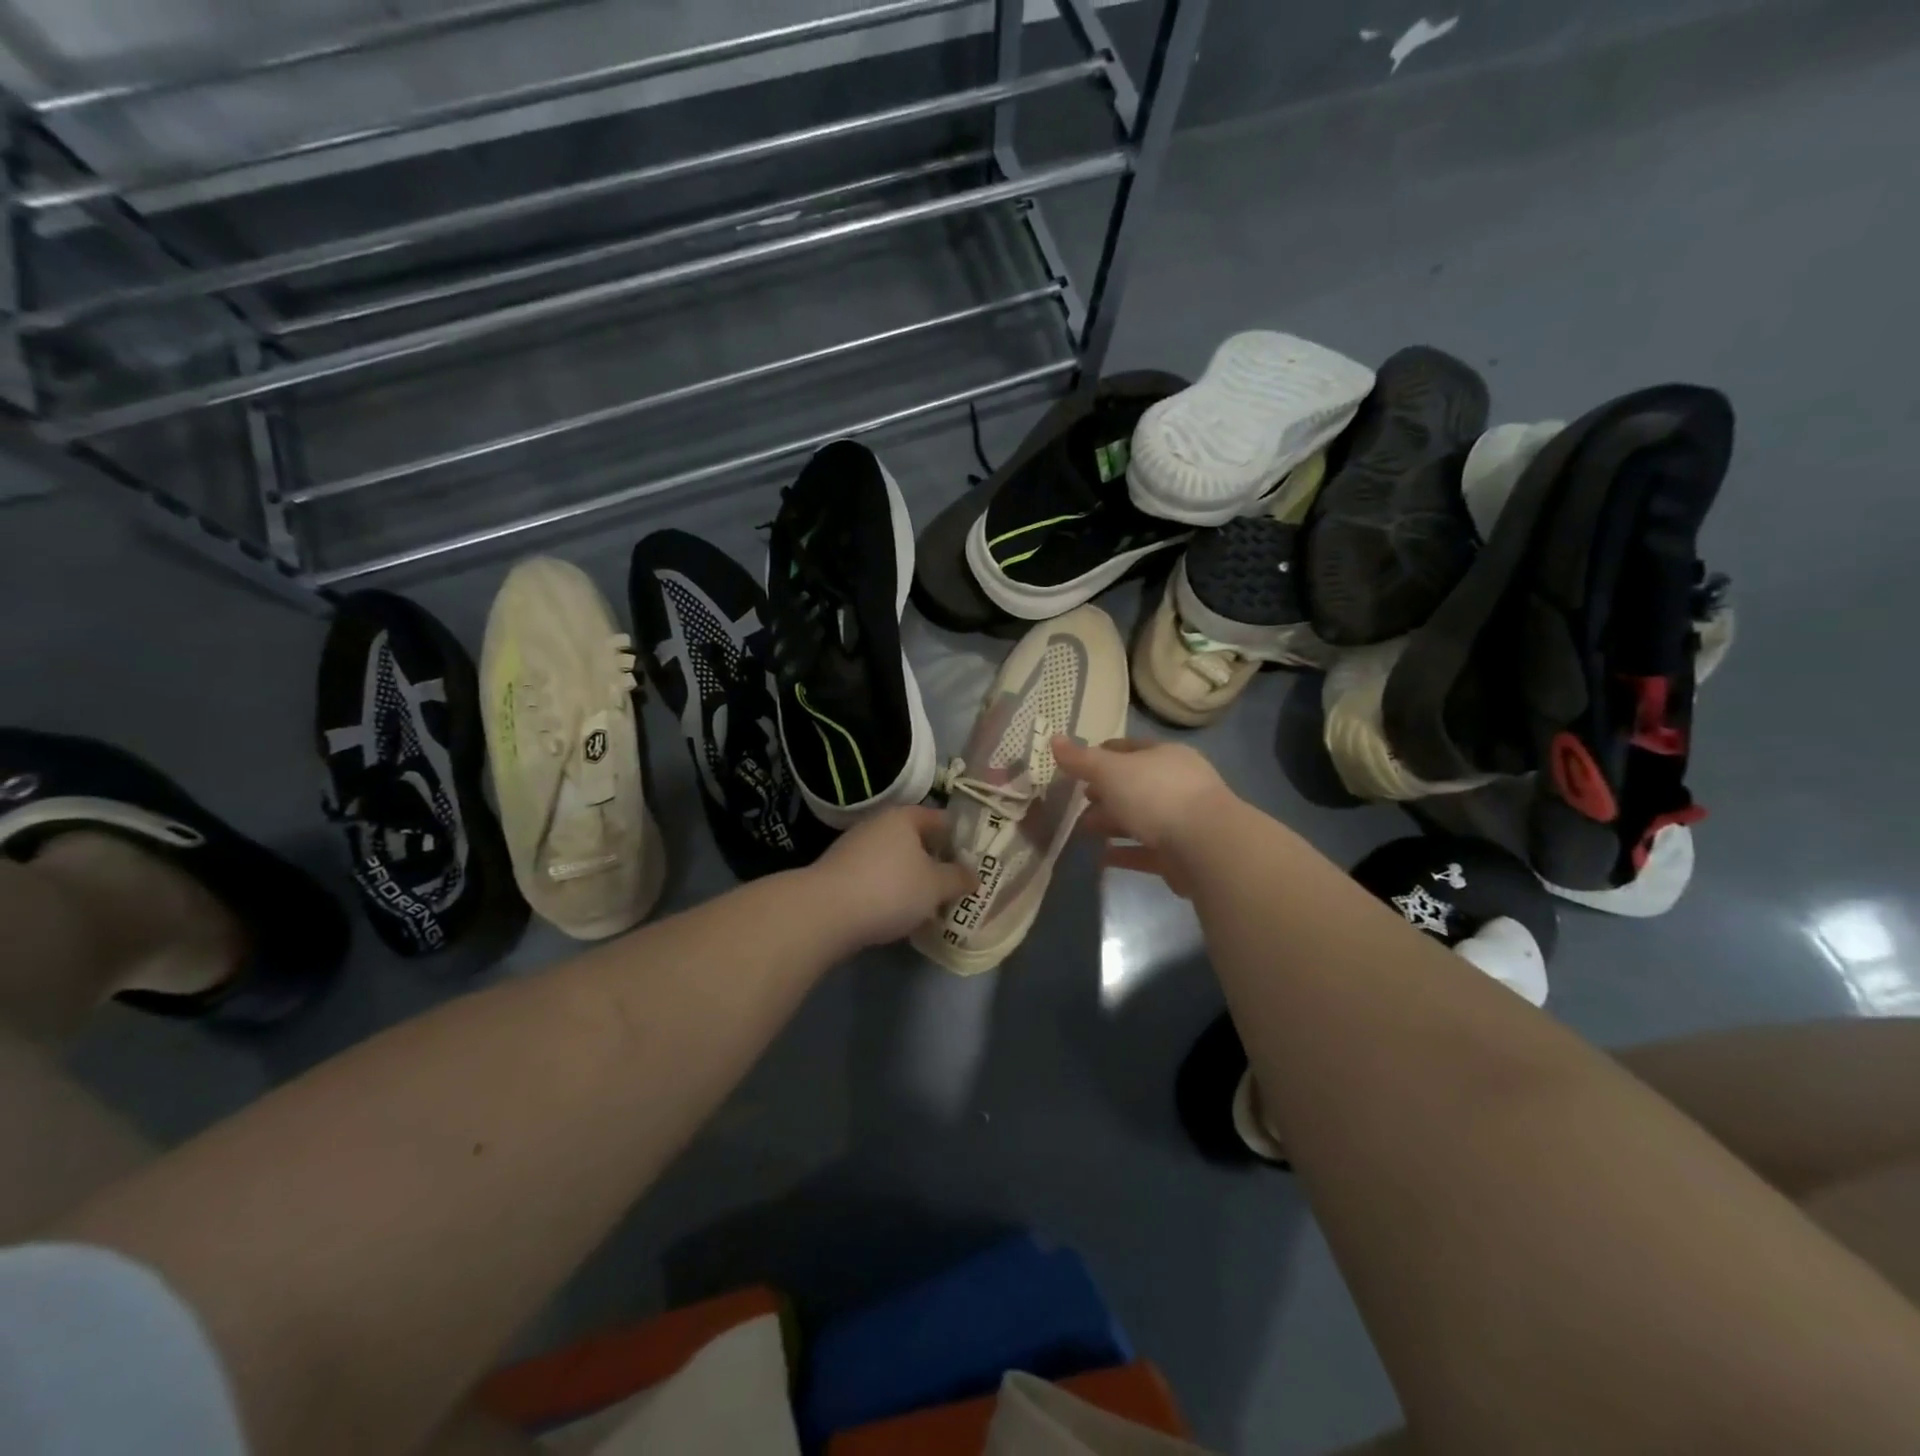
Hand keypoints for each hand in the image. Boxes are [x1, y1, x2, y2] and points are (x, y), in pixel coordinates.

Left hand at [808, 806, 976, 948]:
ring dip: (912, 877)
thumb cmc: (890, 889)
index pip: (941, 819)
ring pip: (895, 859)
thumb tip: (973, 875)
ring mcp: (855, 847)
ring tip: (930, 902)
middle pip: (916, 839)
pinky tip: (898, 911)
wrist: (825, 913)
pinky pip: (875, 876)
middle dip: (936, 860)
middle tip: (955, 882)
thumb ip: (958, 878)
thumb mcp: (935, 886)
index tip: (975, 858)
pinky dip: (890, 889)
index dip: (960, 837)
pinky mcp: (840, 872)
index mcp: (904, 817)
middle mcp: (878, 825)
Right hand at [1052, 736, 1237, 895]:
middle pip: (1133, 785)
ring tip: (1083, 831)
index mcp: (1165, 756)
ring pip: (1139, 818)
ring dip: (1111, 823)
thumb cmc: (1156, 795)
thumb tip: (1053, 739)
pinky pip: (1146, 850)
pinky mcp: (1181, 854)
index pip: (1128, 749)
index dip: (1101, 756)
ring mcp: (1182, 819)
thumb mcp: (1110, 771)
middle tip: (1077, 802)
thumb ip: (1081, 760)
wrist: (1206, 846)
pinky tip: (1102, 858)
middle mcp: (1177, 783)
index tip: (1076, 768)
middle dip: (1104, 793)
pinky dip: (1124, 852)